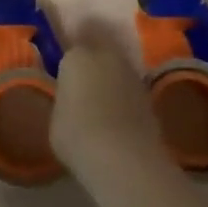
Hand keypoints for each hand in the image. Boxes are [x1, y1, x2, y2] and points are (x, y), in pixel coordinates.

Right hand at [50, 42, 163, 179]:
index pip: (72, 49)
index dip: (69, 65)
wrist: (122, 157)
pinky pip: (131, 92)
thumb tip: (72, 101)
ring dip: (113, 81)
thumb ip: (65, 101)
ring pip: (118, 71)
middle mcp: (107, 56)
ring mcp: (133, 75)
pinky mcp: (151, 97)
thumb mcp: (56, 117)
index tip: (66, 79)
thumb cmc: (76, 134)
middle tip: (84, 86)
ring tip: (102, 104)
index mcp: (76, 56)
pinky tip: (119, 119)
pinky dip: (126, 100)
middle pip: (99, 52)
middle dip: (94, 64)